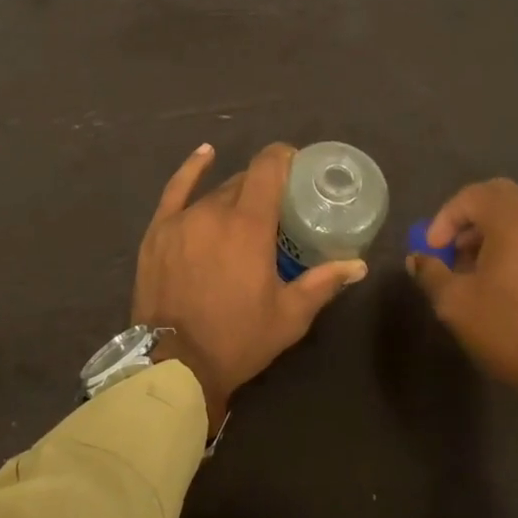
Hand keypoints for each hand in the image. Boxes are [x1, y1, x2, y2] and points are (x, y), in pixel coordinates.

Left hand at [134, 142, 367, 430]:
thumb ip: (323, 283)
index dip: (284, 158)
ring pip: (216, 192)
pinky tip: (206, 153)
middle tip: (278, 207)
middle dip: (264, 187)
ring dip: (235, 196)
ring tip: (247, 211)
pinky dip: (192, 170)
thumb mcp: (289, 316)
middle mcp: (214, 211)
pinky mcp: (159, 230)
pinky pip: (176, 190)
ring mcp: (182, 219)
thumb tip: (358, 265)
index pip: (268, 169)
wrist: (174, 364)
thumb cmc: (237, 339)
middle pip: (244, 182)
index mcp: (249, 225)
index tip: (298, 164)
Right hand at [406, 178, 517, 457]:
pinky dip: (509, 244)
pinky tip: (494, 280)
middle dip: (468, 214)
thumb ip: (430, 272)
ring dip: (488, 230)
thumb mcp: (454, 302)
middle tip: (449, 243)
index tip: (432, 248)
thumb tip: (417, 259)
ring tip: (467, 266)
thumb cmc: (506, 330)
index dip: (446, 216)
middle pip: (501, 196)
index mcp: (516, 224)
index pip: (474, 196)